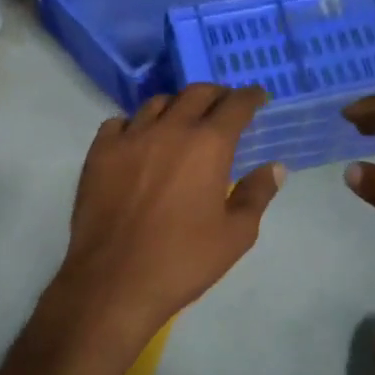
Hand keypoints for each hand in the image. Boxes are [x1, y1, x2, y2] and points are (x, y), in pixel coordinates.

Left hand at [43, 86, 284, 360]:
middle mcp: (169, 129)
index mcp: (208, 145)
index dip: (249, 97)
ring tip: (182, 119)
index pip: (235, 106)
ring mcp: (129, 138)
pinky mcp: (99, 153)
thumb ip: (257, 194)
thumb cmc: (183, 260)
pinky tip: (139, 139)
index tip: (257, 96)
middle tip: (224, 105)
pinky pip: (119, 123)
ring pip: (156, 104)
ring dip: (176, 106)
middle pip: (196, 94)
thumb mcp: (236, 235)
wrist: (114, 280)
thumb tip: (275, 167)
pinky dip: (135, 124)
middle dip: (216, 94)